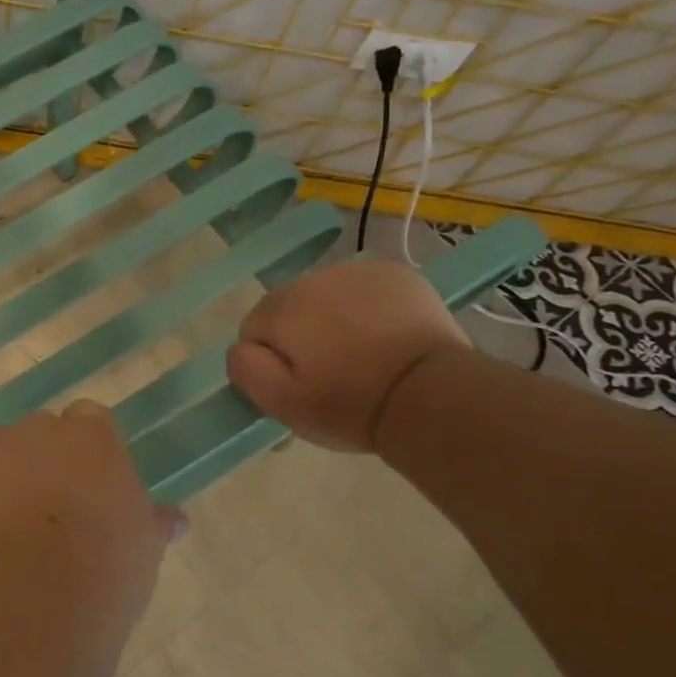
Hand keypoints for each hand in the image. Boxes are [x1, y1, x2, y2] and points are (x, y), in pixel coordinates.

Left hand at [0, 401, 185, 626]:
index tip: (82, 486)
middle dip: (36, 463)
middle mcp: (39, 428)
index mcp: (92, 438)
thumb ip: (154, 523)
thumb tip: (177, 519)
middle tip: (38, 514)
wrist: (31, 592)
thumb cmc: (103, 569)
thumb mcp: (144, 548)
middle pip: (36, 434)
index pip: (89, 420)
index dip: (83, 452)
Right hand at [227, 258, 468, 452]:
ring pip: (326, 296)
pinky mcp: (398, 274)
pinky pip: (364, 289)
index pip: (254, 329)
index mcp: (282, 307)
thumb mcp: (281, 403)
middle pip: (290, 308)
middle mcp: (315, 278)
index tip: (302, 384)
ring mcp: (359, 271)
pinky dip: (367, 307)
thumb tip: (242, 347)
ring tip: (363, 355)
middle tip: (332, 373)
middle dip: (302, 335)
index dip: (273, 360)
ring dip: (333, 319)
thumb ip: (244, 369)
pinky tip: (386, 336)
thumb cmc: (351, 405)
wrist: (433, 395)